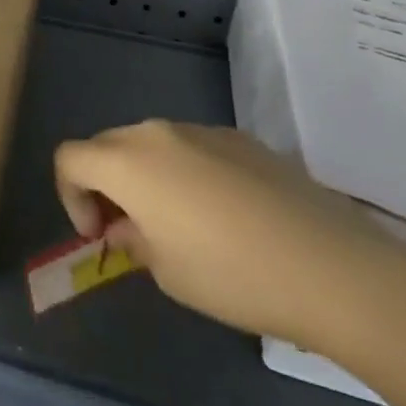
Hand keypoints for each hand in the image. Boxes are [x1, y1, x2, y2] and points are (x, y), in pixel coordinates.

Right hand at [54, 121, 405, 352]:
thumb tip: (129, 227)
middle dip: (106, 184)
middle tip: (130, 230)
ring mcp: (203, 130)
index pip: (69, 159)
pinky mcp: (243, 139)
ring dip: (147, 177)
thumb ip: (133, 239)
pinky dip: (188, 173)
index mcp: (127, 161)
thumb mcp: (166, 272)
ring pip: (153, 144)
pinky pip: (195, 148)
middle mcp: (157, 132)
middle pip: (108, 145)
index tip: (99, 235)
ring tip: (180, 224)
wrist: (337, 269)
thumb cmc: (234, 275)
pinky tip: (225, 216)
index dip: (70, 196)